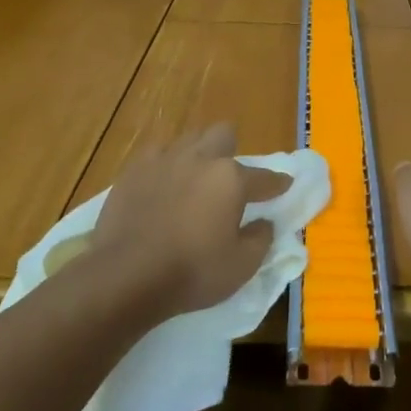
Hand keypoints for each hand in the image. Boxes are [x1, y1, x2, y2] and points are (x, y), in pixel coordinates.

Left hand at [90, 125, 289, 318]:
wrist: (125, 276)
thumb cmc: (191, 272)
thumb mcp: (241, 266)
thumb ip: (260, 239)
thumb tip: (265, 222)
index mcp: (230, 179)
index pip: (263, 177)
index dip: (277, 183)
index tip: (284, 185)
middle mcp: (200, 159)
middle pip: (223, 134)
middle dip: (231, 149)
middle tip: (229, 176)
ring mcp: (164, 160)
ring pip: (189, 139)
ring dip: (198, 153)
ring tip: (194, 177)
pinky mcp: (134, 170)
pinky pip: (156, 154)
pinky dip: (165, 165)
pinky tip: (162, 182)